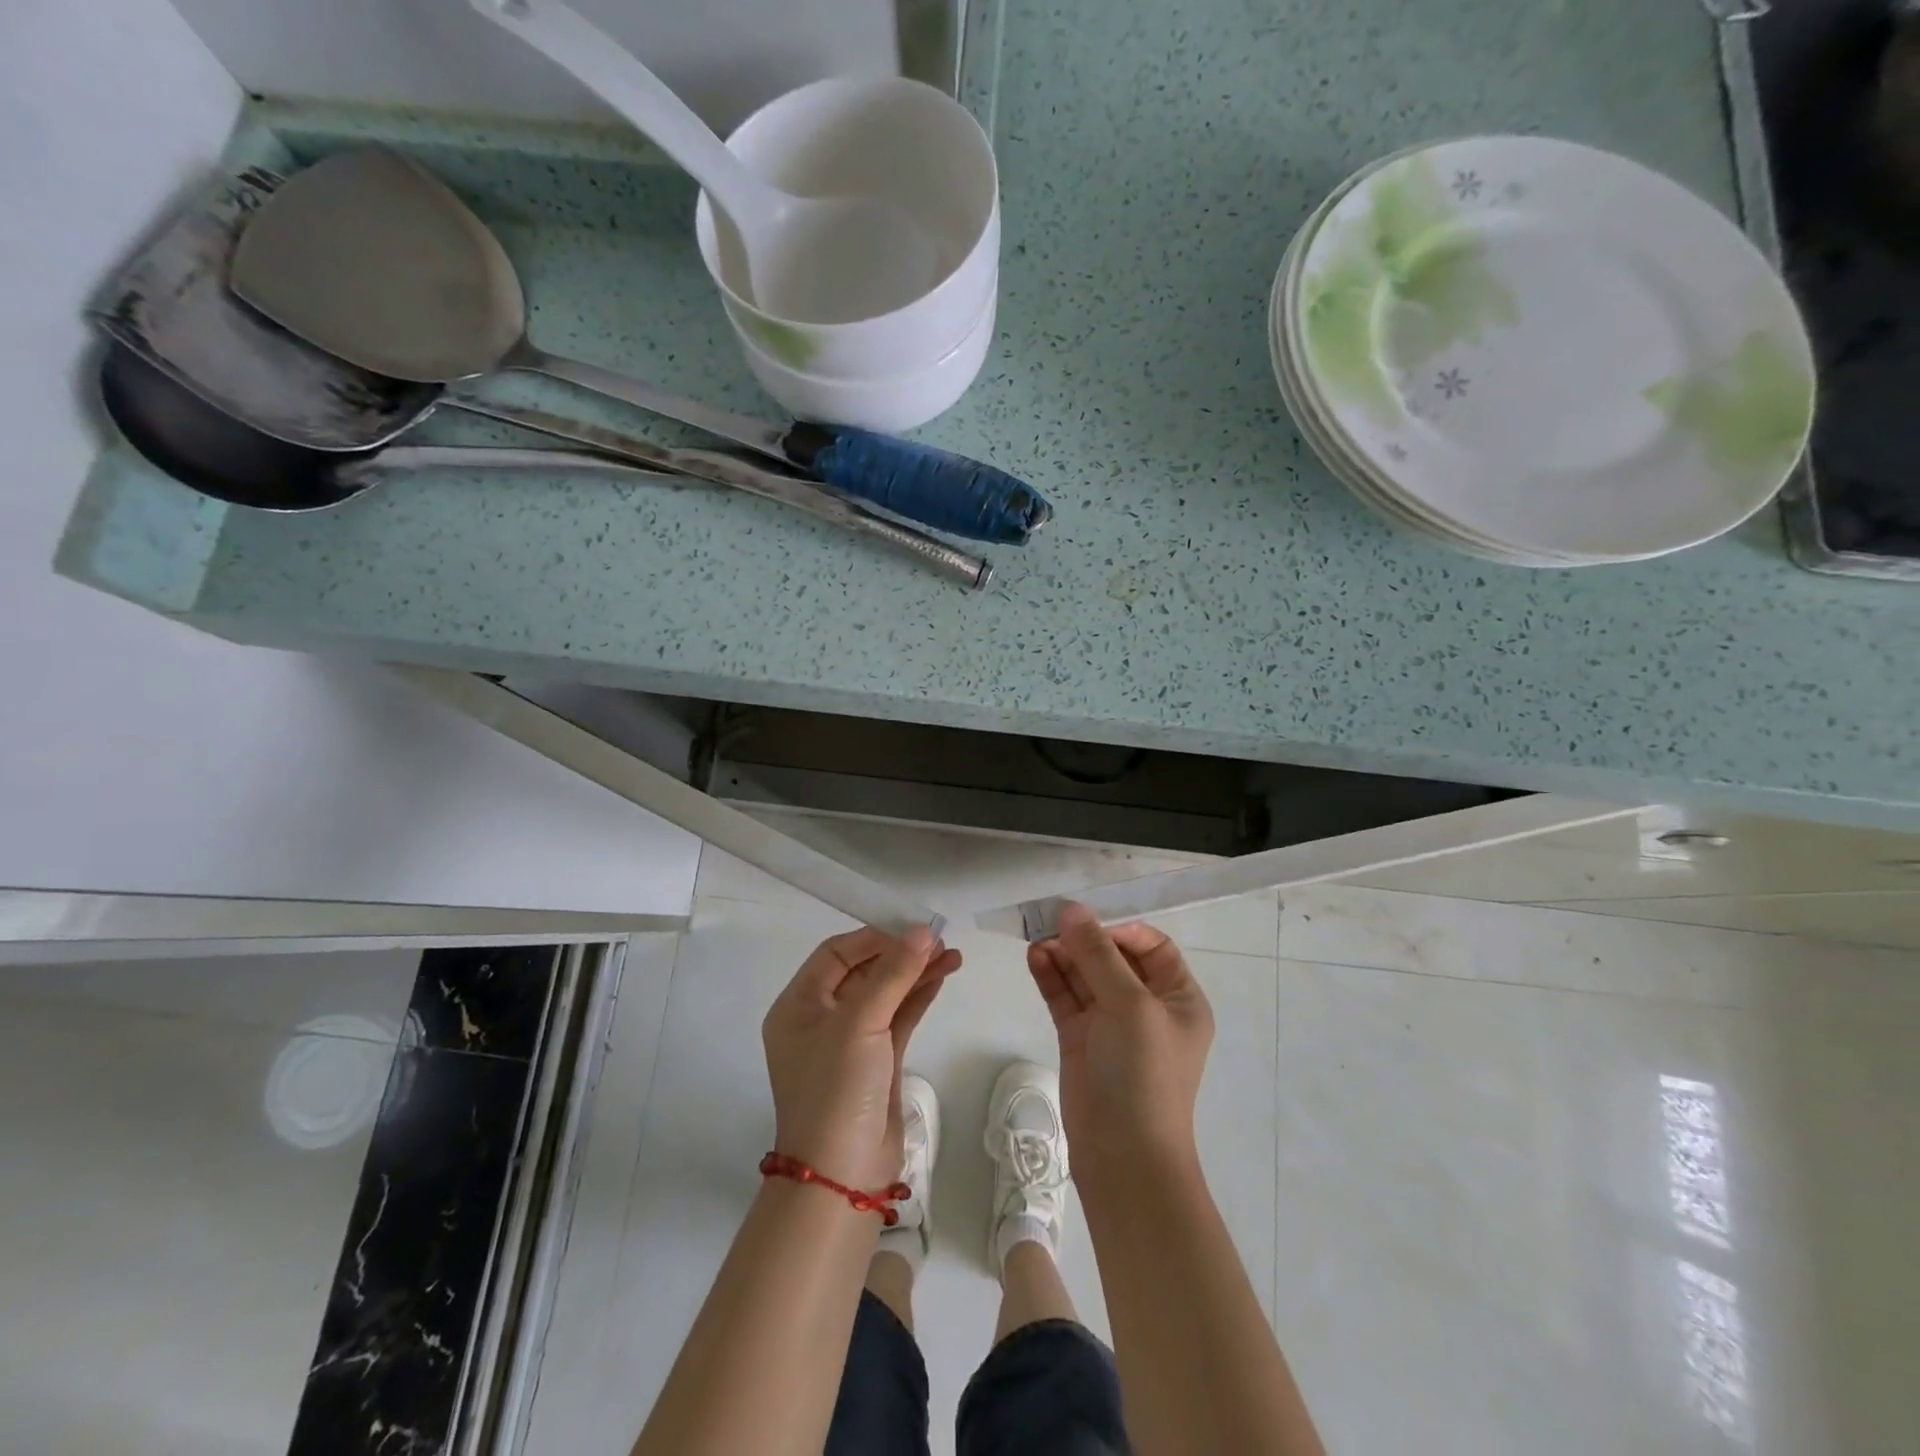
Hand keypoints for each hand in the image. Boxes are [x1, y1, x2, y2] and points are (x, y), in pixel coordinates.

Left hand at [762, 926, 960, 1190]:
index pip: (836, 954)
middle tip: (940, 938)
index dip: (874, 937)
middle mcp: (821, 1019)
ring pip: (886, 994)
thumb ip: (893, 973)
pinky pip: (898, 1017)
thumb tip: (924, 931)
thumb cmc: (836, 1088)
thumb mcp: (859, 1023)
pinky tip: (943, 976)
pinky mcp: (877, 1062)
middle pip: (864, 971)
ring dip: (916, 973)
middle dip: (900, 954)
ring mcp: (850, 1042)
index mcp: (799, 1005)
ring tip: (953, 954)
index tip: (912, 927)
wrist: (843, 1176)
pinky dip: (919, 996)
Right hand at [1027, 902, 1212, 1179]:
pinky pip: (1065, 997)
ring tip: (1036, 938)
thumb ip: (1098, 955)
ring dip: (1063, 954)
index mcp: (1177, 998)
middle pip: (1113, 958)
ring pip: (1084, 975)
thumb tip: (1071, 910)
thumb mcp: (1130, 1005)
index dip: (1121, 931)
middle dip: (1084, 939)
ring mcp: (1110, 1023)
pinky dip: (1051, 976)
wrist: (1123, 1155)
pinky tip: (1034, 958)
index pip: (1152, 947)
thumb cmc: (1143, 1073)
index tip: (1089, 924)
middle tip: (1050, 922)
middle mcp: (1146, 1006)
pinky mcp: (1080, 1038)